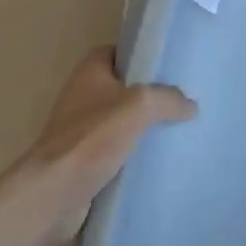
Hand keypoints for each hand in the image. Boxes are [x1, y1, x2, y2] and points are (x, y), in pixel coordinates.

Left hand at [28, 47, 196, 240]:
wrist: (55, 194)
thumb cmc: (92, 138)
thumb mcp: (138, 106)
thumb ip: (167, 99)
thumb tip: (190, 105)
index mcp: (90, 72)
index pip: (117, 52)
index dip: (139, 56)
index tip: (168, 66)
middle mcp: (83, 96)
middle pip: (121, 88)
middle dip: (148, 95)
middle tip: (180, 101)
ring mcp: (82, 130)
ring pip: (120, 122)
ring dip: (143, 128)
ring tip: (177, 131)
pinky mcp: (85, 161)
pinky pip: (116, 151)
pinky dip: (134, 155)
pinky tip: (158, 163)